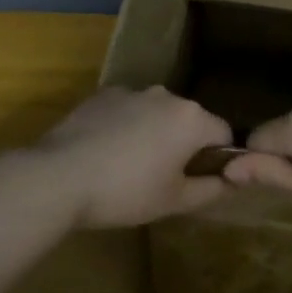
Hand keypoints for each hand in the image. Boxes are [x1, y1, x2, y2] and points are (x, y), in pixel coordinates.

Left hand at [31, 86, 232, 229]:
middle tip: (163, 179)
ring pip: (156, 113)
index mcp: (191, 119)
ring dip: (153, 133)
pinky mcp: (103, 94)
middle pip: (189, 120)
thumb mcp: (174, 201)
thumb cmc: (125, 192)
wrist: (60, 176)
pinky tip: (105, 152)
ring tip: (129, 166)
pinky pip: (127, 109)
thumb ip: (211, 189)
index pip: (223, 134)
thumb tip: (232, 180)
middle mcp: (166, 95)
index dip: (217, 159)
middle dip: (183, 144)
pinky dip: (125, 126)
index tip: (196, 181)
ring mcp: (132, 90)